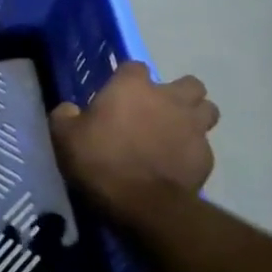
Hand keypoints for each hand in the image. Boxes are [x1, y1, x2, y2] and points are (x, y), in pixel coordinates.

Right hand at [50, 63, 218, 215]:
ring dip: (194, 117)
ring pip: (207, 110)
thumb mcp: (64, 136)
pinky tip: (176, 164)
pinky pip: (203, 146)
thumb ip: (65, 116)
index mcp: (132, 87)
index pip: (136, 67)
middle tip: (158, 110)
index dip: (128, 79)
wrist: (142, 204)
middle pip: (189, 84)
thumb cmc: (100, 161)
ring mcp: (193, 127)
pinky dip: (192, 151)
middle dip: (177, 93)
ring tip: (176, 132)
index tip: (118, 95)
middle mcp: (169, 99)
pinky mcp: (206, 157)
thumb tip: (69, 110)